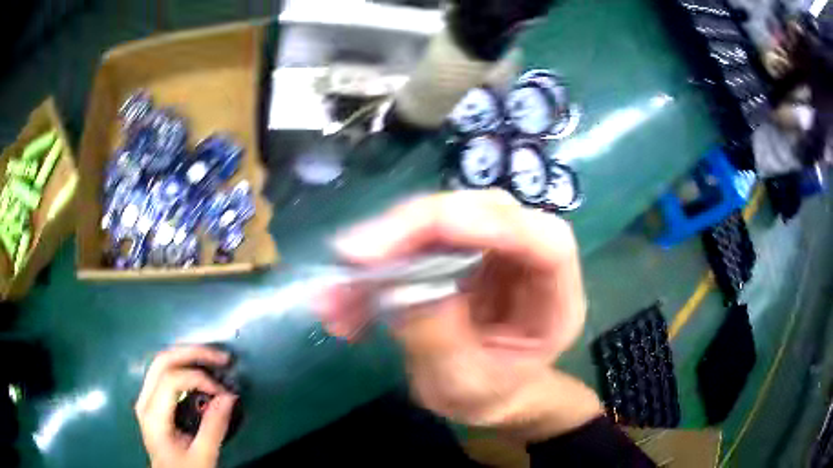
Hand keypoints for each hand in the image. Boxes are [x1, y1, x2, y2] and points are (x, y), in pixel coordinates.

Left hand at [135, 346, 237, 467]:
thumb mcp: (202, 455)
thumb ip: (214, 427)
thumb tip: (229, 397)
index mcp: (153, 414)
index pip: (171, 379)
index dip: (198, 378)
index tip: (223, 392)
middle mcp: (145, 399)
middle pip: (163, 361)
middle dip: (192, 353)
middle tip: (221, 358)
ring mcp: (146, 397)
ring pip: (162, 361)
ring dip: (188, 355)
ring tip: (213, 359)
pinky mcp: (152, 399)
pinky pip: (165, 372)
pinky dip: (183, 365)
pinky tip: (199, 369)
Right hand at [318, 190, 601, 439]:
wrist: (488, 395)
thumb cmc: (490, 396)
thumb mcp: (464, 386)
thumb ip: (439, 339)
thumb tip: (400, 285)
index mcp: (556, 298)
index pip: (544, 241)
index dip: (485, 224)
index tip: (412, 234)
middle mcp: (529, 261)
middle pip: (484, 213)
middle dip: (413, 229)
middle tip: (353, 256)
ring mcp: (493, 252)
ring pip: (443, 222)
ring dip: (382, 251)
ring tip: (336, 297)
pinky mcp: (460, 254)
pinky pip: (417, 244)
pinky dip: (376, 271)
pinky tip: (345, 306)